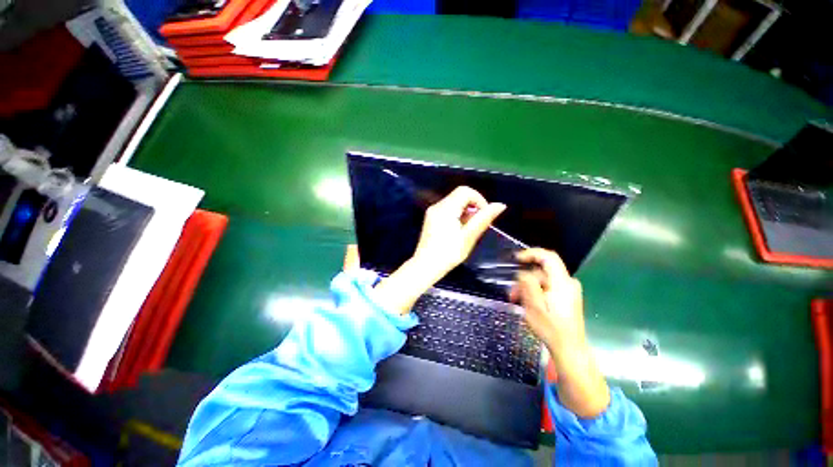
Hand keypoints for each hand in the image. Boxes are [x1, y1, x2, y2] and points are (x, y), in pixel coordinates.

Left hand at [372, 186, 504, 314]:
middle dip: (473, 206)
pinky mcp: (431, 218)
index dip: (479, 200)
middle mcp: (437, 206)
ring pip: (454, 202)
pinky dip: (457, 214)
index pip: (465, 191)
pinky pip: (448, 209)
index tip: (484, 216)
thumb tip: (500, 205)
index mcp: (445, 208)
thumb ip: (483, 219)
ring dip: (466, 211)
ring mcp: (432, 212)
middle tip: (477, 224)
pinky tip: (459, 230)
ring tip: (468, 229)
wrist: (426, 266)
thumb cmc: (448, 253)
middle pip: (459, 195)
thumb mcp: (468, 237)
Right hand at [510, 248, 585, 356]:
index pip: (548, 257)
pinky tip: (527, 303)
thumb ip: (528, 285)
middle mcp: (568, 283)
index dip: (531, 254)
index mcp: (562, 283)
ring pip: (542, 280)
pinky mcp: (566, 297)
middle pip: (542, 271)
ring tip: (516, 300)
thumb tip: (522, 272)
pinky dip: (535, 291)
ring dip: (527, 287)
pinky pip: (547, 287)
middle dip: (524, 278)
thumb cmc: (551, 328)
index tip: (516, 259)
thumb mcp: (534, 306)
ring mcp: (568, 290)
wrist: (569, 348)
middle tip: (511, 292)